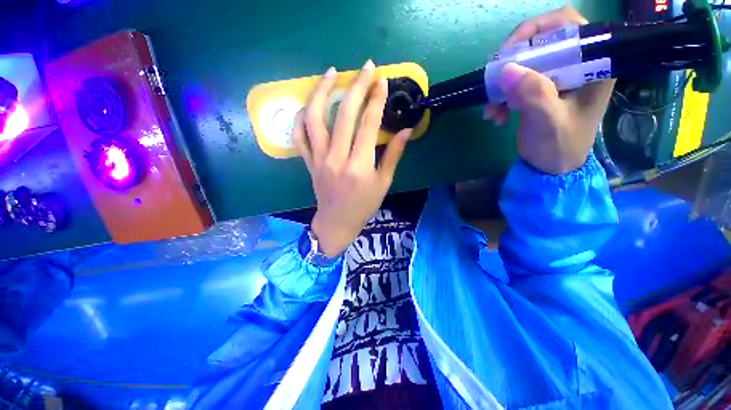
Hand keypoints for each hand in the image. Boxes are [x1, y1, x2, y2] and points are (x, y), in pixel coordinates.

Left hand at [292, 61, 412, 255]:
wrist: (337, 221)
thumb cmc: (364, 205)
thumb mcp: (383, 183)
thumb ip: (393, 155)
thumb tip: (406, 130)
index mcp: (360, 166)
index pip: (368, 124)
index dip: (377, 100)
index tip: (383, 82)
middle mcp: (337, 158)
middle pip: (344, 114)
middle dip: (357, 87)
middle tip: (367, 68)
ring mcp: (318, 158)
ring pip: (314, 118)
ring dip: (322, 91)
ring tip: (332, 73)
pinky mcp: (308, 161)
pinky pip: (299, 135)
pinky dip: (300, 116)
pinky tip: (309, 104)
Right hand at [484, 6, 614, 174]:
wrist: (551, 168)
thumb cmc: (559, 147)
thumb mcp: (549, 123)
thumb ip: (535, 95)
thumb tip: (507, 69)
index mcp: (592, 65)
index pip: (567, 25)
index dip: (536, 30)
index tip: (508, 53)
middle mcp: (575, 65)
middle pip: (539, 42)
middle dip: (511, 63)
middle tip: (494, 81)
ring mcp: (555, 77)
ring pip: (522, 63)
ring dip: (501, 85)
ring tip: (491, 110)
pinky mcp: (539, 89)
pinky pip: (515, 82)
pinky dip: (500, 96)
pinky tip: (495, 115)